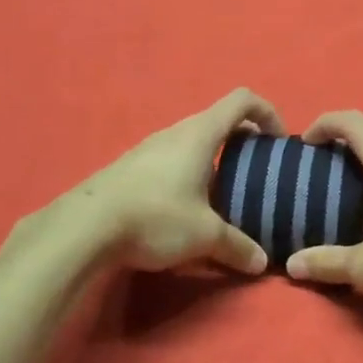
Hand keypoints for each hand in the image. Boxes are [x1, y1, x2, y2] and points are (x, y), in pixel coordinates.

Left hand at [70, 88, 285, 274]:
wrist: (83, 227)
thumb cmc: (155, 217)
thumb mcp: (204, 236)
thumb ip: (238, 246)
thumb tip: (261, 262)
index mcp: (200, 134)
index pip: (242, 101)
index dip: (267, 113)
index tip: (278, 142)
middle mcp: (175, 132)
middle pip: (218, 121)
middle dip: (243, 142)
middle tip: (255, 174)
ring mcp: (149, 148)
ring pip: (192, 142)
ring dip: (214, 159)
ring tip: (223, 195)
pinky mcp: (130, 167)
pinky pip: (171, 159)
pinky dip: (189, 173)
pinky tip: (185, 208)